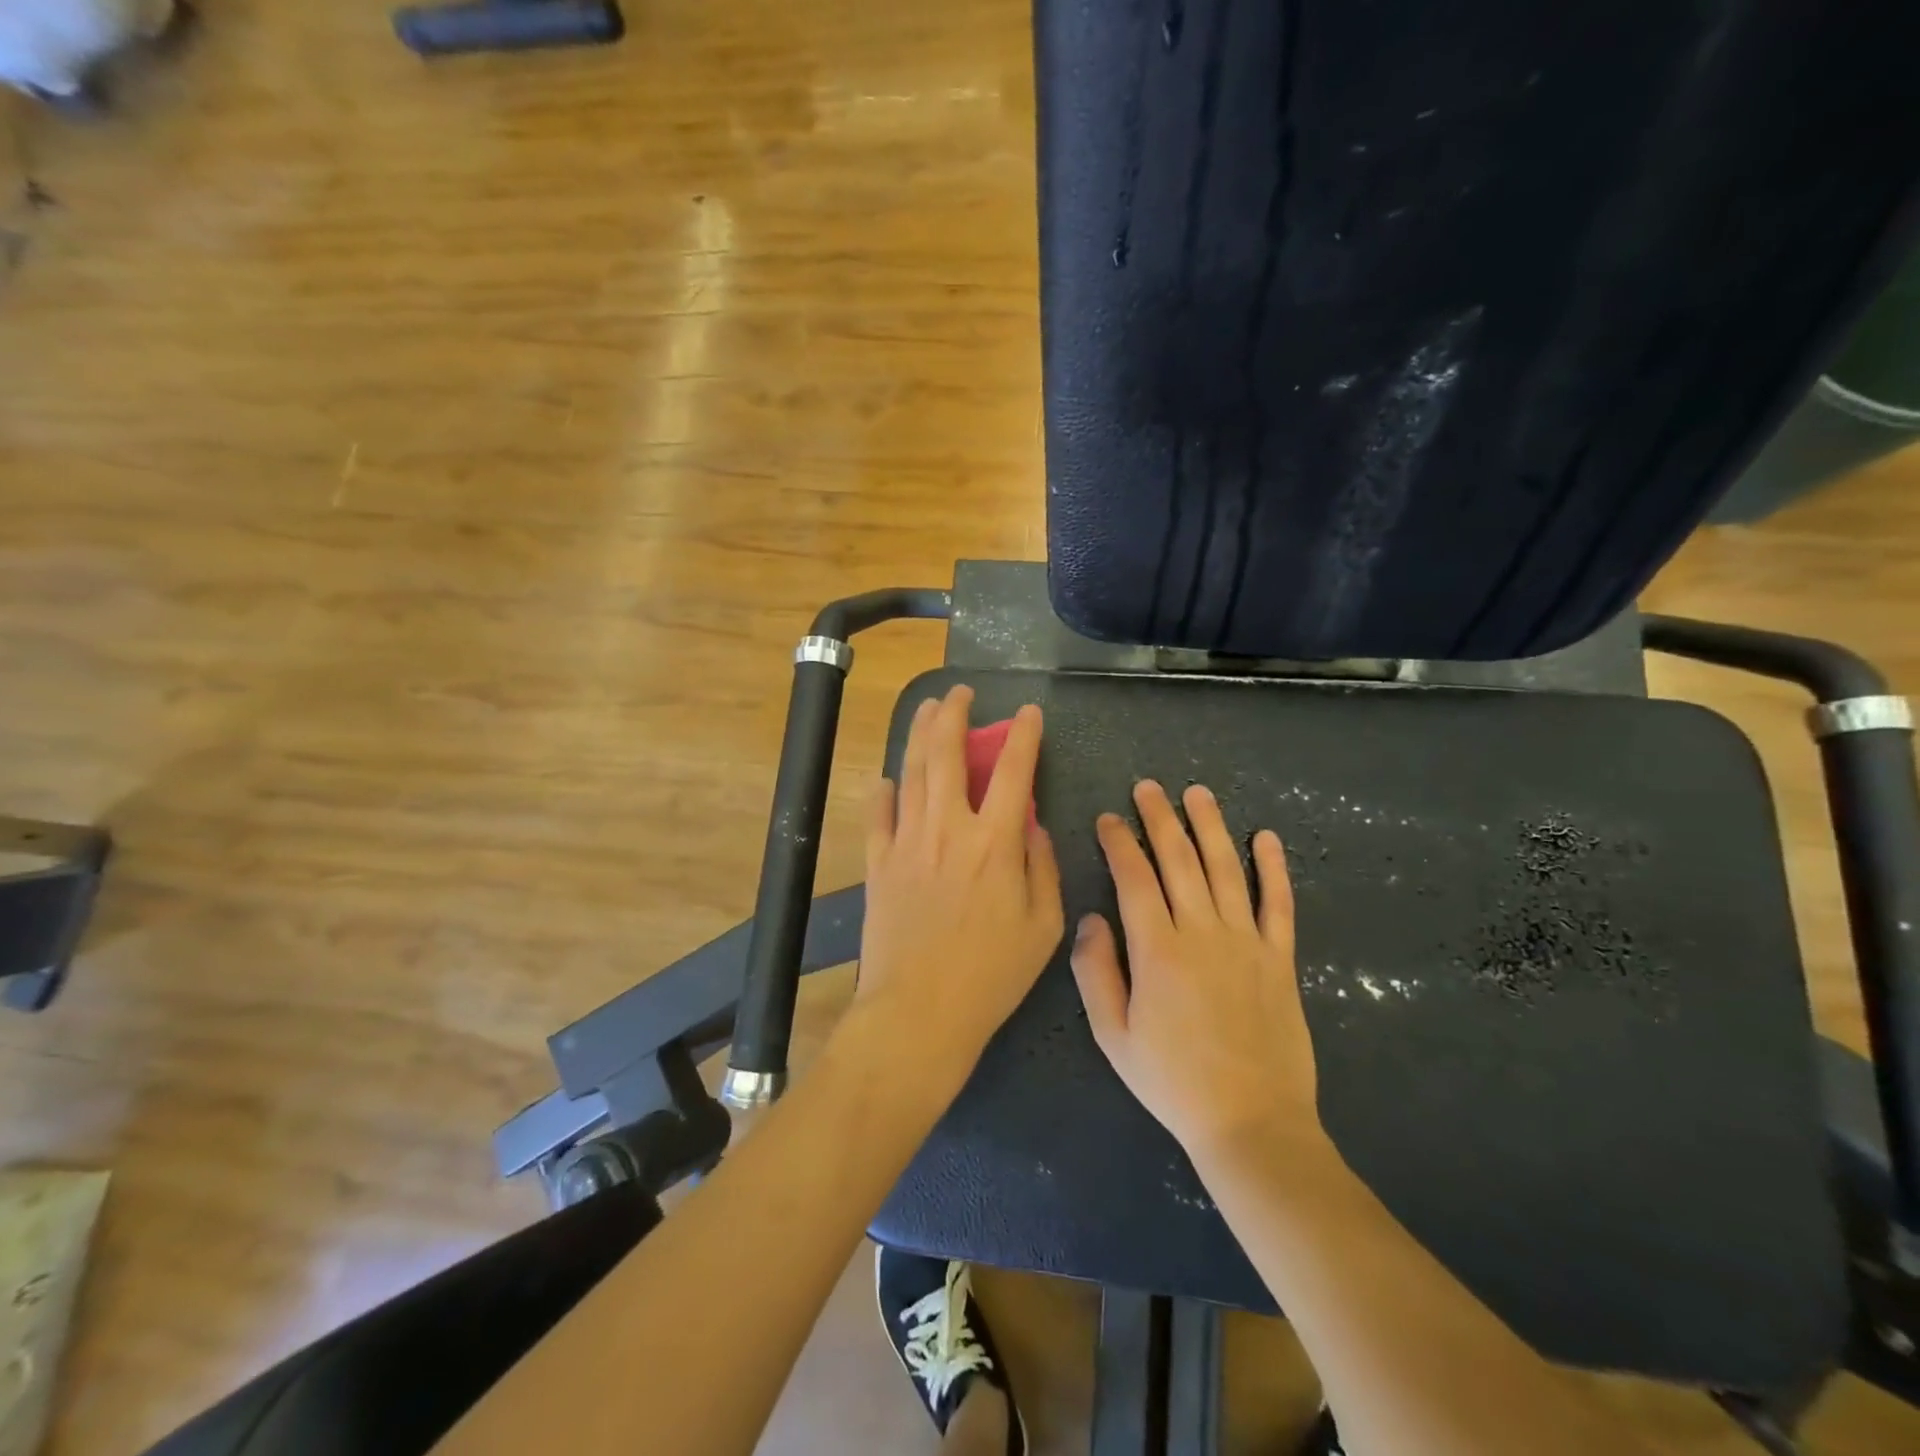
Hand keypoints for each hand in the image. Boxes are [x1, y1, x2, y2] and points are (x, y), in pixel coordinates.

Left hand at [850, 686, 1064, 1093]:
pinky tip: (887, 779)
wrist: (920, 1012)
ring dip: (919, 735)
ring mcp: (907, 842)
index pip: (1013, 771)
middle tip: (959, 693)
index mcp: (995, 842)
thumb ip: (1042, 867)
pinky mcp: (878, 864)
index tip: (1027, 713)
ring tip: (926, 710)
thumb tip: (1032, 825)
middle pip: (947, 755)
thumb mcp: (1043, 927)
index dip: (1022, 736)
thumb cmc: (991, 975)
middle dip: (954, 715)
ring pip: (911, 773)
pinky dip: (883, 791)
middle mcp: (949, 829)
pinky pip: (878, 815)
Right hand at [1069, 780, 1320, 1161]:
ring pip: (1226, 868)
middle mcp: (1202, 932)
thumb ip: (1095, 971)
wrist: (1251, 1123)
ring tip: (1197, 793)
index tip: (1108, 818)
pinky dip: (1274, 867)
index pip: (1134, 877)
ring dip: (1210, 827)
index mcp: (1157, 950)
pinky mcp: (1280, 958)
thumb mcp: (1112, 1035)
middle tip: (1148, 787)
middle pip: (1179, 860)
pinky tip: (1266, 837)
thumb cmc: (1172, 1081)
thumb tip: (1092, 918)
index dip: (1119, 842)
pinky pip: (1278, 903)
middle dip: (1160, 818)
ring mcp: (1246, 942)